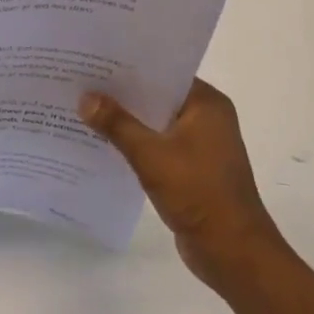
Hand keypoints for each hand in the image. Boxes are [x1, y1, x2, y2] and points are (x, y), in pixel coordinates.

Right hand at [79, 80, 291, 292]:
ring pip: (154, 122)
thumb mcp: (150, 154)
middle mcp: (206, 118)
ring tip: (84, 109)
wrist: (232, 253)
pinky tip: (102, 142)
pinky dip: (133, 143)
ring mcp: (199, 145)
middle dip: (121, 93)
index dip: (128, 66)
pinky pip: (156, 145)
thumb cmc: (198, 193)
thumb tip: (85, 97)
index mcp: (207, 105)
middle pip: (156, 97)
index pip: (162, 73)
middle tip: (80, 81)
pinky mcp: (190, 169)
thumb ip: (116, 123)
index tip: (94, 60)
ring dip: (125, 120)